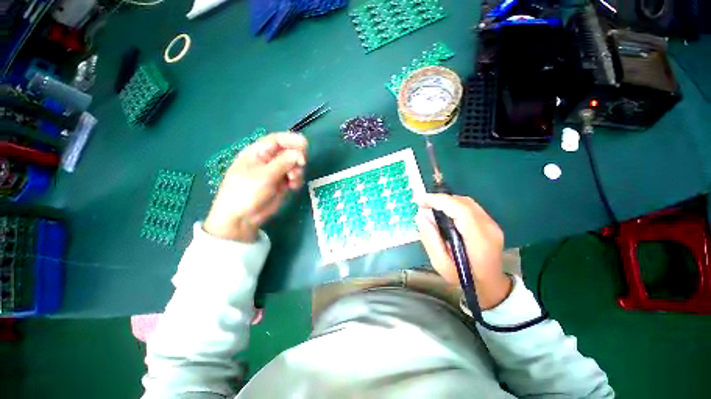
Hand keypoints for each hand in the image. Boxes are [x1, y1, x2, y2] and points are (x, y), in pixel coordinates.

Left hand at [204, 132, 307, 241]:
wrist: (242, 218)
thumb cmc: (246, 192)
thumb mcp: (264, 176)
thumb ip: (283, 163)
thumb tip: (300, 154)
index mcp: (258, 153)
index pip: (277, 140)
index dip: (291, 140)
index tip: (305, 145)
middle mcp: (268, 160)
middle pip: (288, 152)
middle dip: (296, 157)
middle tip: (301, 164)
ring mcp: (276, 173)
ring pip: (294, 165)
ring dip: (297, 170)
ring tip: (293, 180)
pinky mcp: (282, 184)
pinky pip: (294, 177)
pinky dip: (296, 180)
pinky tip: (293, 186)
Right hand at [415, 194, 511, 309]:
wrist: (491, 285)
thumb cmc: (465, 279)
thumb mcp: (442, 265)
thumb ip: (430, 240)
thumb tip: (420, 216)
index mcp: (480, 241)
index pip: (461, 210)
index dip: (439, 201)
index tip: (419, 200)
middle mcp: (489, 228)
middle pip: (463, 203)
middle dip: (440, 199)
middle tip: (421, 203)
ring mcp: (492, 224)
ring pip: (466, 202)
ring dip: (446, 201)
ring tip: (429, 206)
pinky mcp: (489, 222)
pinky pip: (469, 207)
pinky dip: (453, 204)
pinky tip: (442, 211)